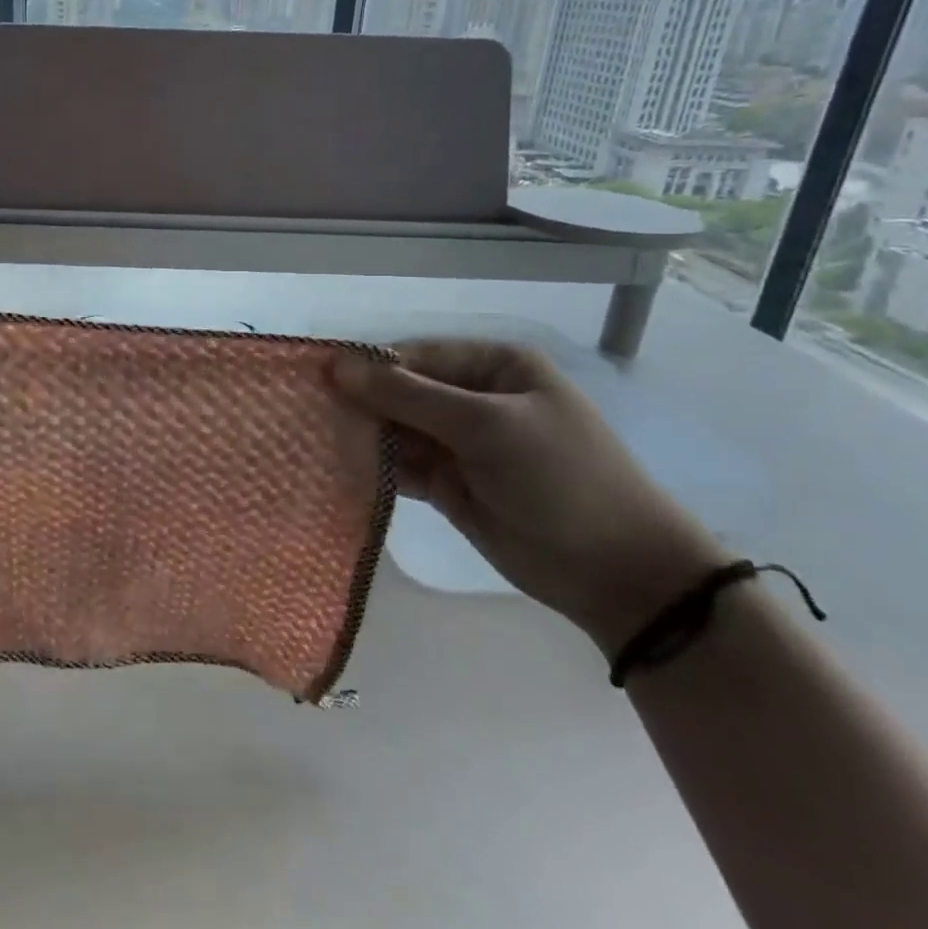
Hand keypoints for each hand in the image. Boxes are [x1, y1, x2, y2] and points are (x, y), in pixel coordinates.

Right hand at [334, 339, 723, 654]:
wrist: (618, 573)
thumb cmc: (560, 478)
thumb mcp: (485, 425)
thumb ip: (408, 396)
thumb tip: (338, 366)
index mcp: (493, 365)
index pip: (413, 354)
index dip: (367, 367)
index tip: (316, 381)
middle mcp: (472, 397)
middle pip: (400, 392)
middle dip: (361, 404)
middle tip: (309, 416)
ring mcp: (460, 443)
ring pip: (396, 430)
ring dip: (363, 437)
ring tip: (316, 443)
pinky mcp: (449, 484)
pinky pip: (401, 467)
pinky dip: (375, 468)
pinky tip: (340, 469)